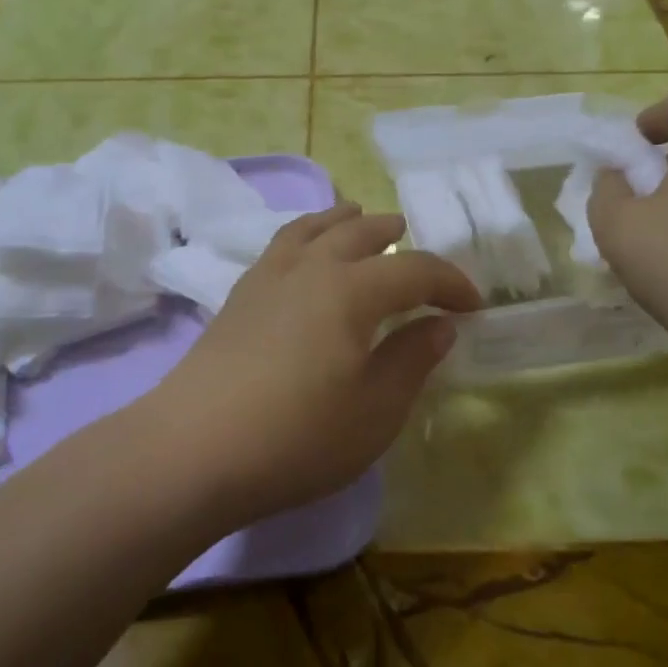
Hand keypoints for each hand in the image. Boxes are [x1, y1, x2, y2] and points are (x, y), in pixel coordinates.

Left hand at [151, 204, 481, 526]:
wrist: (193, 450)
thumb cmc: (298, 436)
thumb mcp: (375, 410)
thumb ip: (412, 360)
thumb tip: (439, 326)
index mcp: (351, 289)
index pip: (414, 270)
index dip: (450, 283)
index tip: (474, 306)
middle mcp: (309, 268)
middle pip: (358, 233)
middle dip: (392, 233)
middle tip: (412, 240)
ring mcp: (267, 278)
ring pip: (312, 229)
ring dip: (342, 220)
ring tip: (357, 216)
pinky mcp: (237, 297)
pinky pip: (280, 246)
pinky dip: (304, 235)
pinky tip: (304, 256)